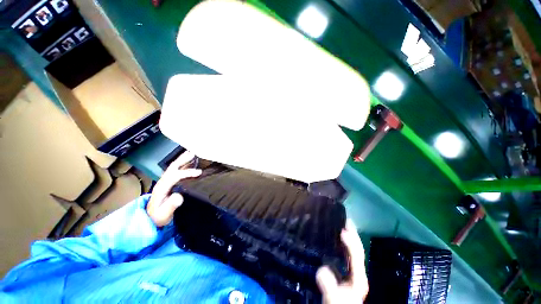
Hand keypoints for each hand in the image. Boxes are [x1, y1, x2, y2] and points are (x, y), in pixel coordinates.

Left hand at [147, 151, 201, 226]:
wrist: (151, 219)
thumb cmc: (158, 217)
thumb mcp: (163, 214)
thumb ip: (170, 206)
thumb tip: (179, 196)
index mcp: (162, 188)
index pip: (175, 176)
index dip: (187, 173)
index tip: (199, 172)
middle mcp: (163, 182)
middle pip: (173, 167)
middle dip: (183, 159)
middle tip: (194, 153)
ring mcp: (165, 181)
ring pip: (174, 167)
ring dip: (183, 159)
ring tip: (192, 153)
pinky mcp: (168, 182)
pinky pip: (176, 170)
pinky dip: (183, 164)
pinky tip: (189, 162)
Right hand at [316, 219, 368, 302]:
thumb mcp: (333, 299)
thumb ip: (330, 287)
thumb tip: (322, 269)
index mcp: (358, 277)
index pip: (357, 255)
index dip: (351, 242)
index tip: (343, 230)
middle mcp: (357, 272)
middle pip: (357, 250)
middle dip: (353, 234)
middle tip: (345, 219)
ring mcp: (351, 272)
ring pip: (352, 251)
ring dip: (349, 237)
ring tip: (342, 224)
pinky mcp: (345, 273)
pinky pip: (345, 254)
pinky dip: (342, 244)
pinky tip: (335, 240)